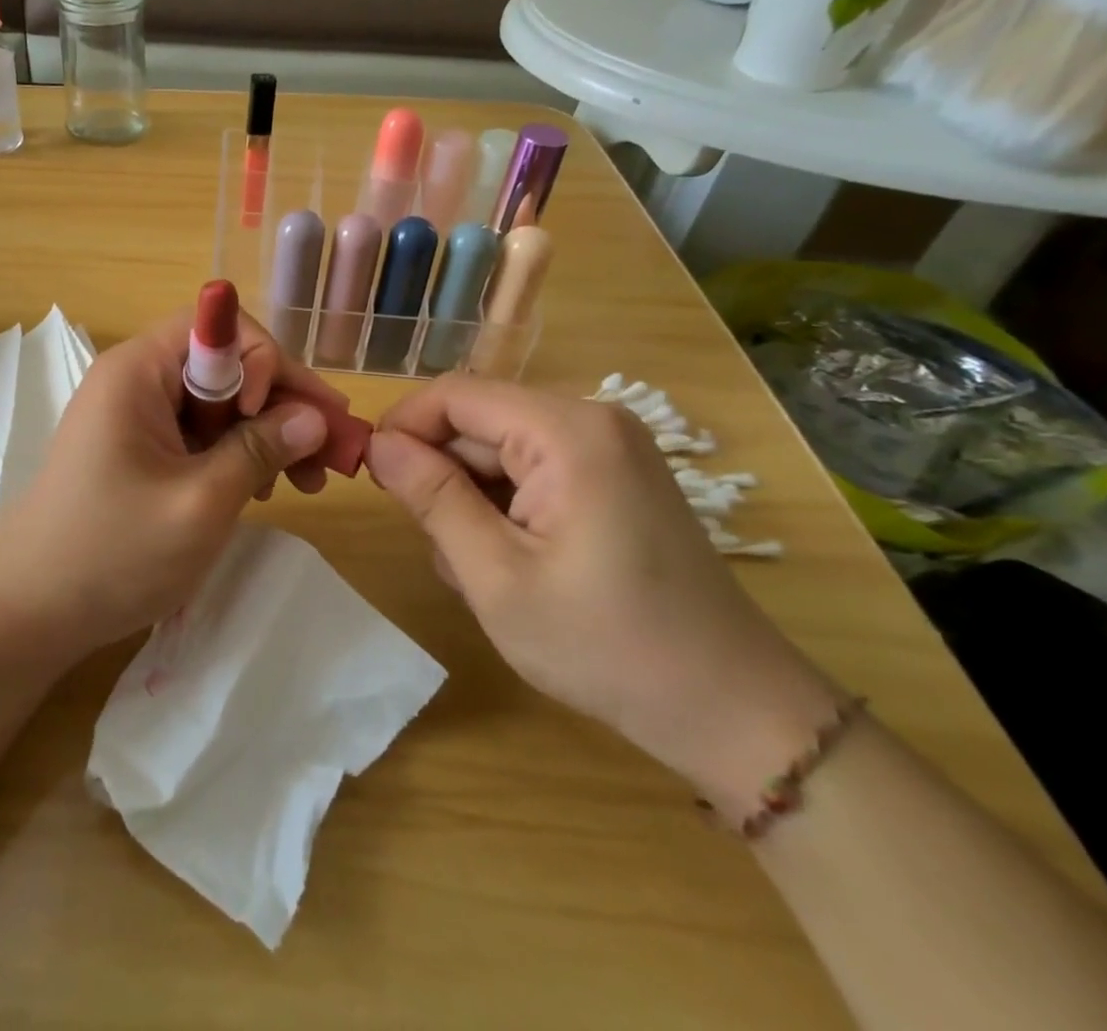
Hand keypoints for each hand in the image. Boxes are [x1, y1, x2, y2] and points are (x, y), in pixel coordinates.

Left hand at [0, 310, 347, 666]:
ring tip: (306, 482)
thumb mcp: (200, 503)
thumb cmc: (112, 553)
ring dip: (266, 432)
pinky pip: (199, 434)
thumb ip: (260, 450)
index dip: (265, 359)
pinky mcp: (138, 451)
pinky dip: (236, 454)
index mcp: (137, 371)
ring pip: (218, 403)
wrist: (28, 613)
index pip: (217, 325)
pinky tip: (265, 489)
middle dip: (280, 402)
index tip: (289, 417)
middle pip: (224, 364)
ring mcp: (134, 417)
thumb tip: (314, 416)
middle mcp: (135, 380)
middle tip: (330, 454)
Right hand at [366, 376, 843, 814]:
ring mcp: (606, 449)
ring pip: (497, 451)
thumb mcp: (495, 576)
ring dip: (470, 501)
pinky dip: (503, 510)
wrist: (732, 711)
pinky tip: (512, 565)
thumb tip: (378, 444)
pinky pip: (530, 471)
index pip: (455, 394)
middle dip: (442, 477)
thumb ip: (432, 498)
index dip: (403, 426)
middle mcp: (590, 421)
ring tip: (481, 572)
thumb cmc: (606, 646)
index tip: (373, 478)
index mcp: (567, 432)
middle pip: (477, 422)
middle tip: (438, 548)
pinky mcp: (611, 477)